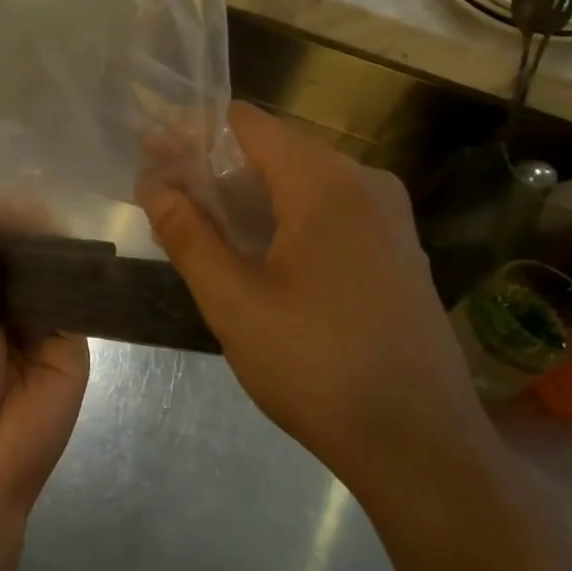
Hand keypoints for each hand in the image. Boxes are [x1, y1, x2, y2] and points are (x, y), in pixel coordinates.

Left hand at [0, 222, 89, 570]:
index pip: (0, 266)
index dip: (4, 235)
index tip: (10, 195)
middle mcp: (19, 322)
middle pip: (32, 273)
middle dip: (34, 239)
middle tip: (40, 187)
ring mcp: (50, 336)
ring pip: (57, 287)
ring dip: (57, 254)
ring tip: (61, 204)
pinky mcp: (77, 351)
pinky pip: (80, 310)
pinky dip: (81, 281)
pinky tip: (82, 246)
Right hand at [138, 103, 488, 492]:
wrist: (421, 446)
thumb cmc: (317, 367)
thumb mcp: (234, 302)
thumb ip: (188, 235)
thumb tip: (154, 185)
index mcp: (326, 183)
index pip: (247, 124)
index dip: (193, 132)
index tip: (151, 155)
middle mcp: (365, 184)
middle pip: (274, 150)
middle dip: (213, 167)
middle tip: (162, 195)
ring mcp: (389, 218)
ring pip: (300, 184)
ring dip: (245, 197)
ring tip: (194, 224)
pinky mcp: (396, 252)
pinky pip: (327, 213)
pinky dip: (281, 219)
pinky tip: (251, 254)